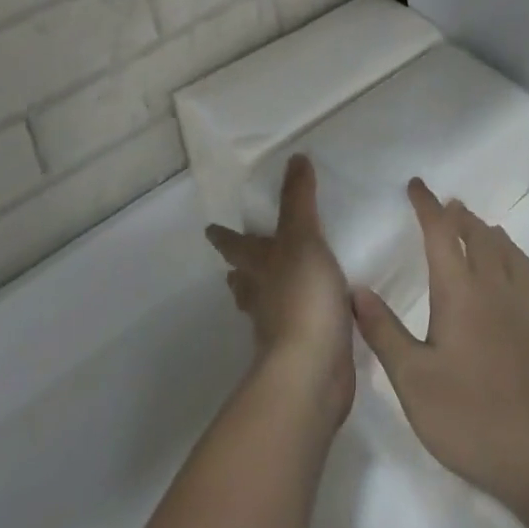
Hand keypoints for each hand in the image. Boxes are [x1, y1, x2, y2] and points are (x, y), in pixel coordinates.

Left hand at [205, 155, 354, 425]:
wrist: (312, 370)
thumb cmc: (302, 295)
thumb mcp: (302, 236)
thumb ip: (299, 199)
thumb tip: (294, 157)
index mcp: (258, 267)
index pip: (236, 246)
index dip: (224, 237)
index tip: (210, 230)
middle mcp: (263, 297)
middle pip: (244, 281)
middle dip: (241, 271)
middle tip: (238, 263)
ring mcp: (280, 328)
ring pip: (267, 305)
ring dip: (267, 295)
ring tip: (276, 285)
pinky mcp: (304, 351)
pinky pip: (299, 325)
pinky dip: (302, 316)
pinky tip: (318, 312)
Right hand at [352, 179, 528, 527]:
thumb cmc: (468, 416)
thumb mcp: (412, 379)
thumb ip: (384, 331)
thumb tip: (356, 288)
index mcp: (461, 292)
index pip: (442, 233)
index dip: (428, 206)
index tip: (416, 185)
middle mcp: (496, 291)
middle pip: (482, 238)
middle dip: (463, 217)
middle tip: (450, 208)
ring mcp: (528, 314)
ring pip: (514, 260)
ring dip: (497, 239)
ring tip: (488, 233)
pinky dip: (525, 293)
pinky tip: (525, 310)